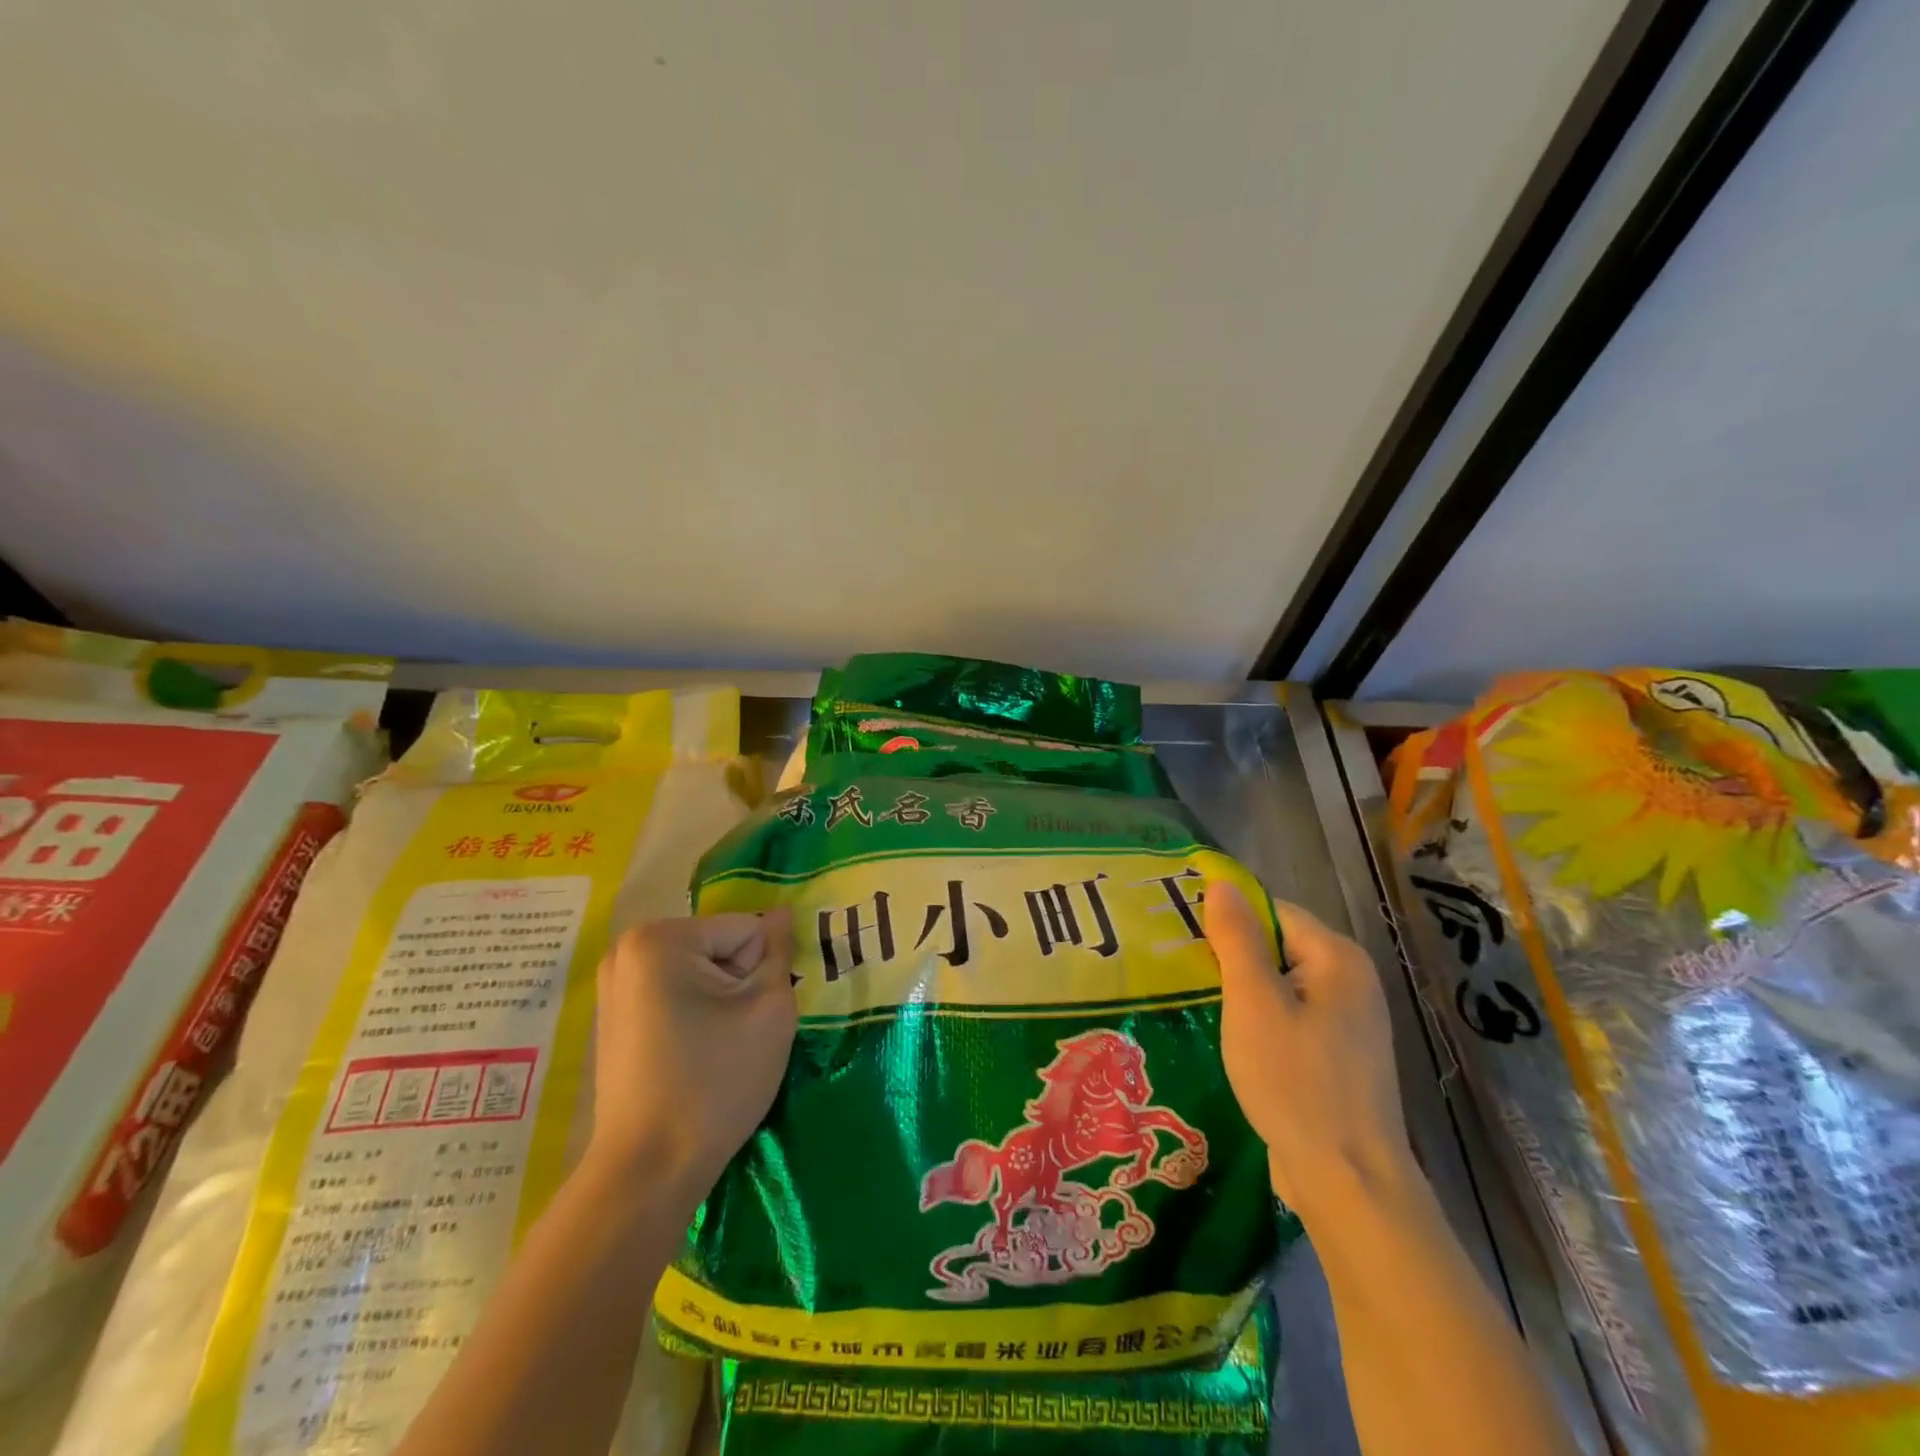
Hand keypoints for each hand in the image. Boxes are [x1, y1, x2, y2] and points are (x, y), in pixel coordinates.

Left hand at [586, 911, 796, 1211]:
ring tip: (717, 1048)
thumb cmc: (715, 1080)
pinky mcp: (614, 1019)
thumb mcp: (769, 1008)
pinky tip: (695, 1056)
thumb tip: (783, 913)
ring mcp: (615, 986)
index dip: (763, 972)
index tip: (752, 1017)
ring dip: (721, 1000)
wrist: (649, 1170)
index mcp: (662, 938)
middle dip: (739, 983)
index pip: (746, 930)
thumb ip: (780, 952)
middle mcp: (628, 950)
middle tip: (738, 1034)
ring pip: (700, 972)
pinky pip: (675, 995)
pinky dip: (695, 1016)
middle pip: (720, 947)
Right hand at [1204, 882, 1418, 1223]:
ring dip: (1243, 993)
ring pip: (1282, 985)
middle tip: (1186, 976)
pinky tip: (1233, 1042)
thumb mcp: (1253, 1002)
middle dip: (1233, 958)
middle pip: (1279, 946)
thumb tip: (1222, 883)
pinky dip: (1261, 1022)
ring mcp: (1350, 1022)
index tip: (1186, 942)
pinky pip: (1292, 1018)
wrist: (1348, 1182)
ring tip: (1201, 1006)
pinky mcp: (1340, 1057)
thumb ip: (1237, 938)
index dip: (1228, 921)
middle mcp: (1352, 981)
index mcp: (1338, 958)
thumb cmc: (1295, 1082)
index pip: (1273, 912)